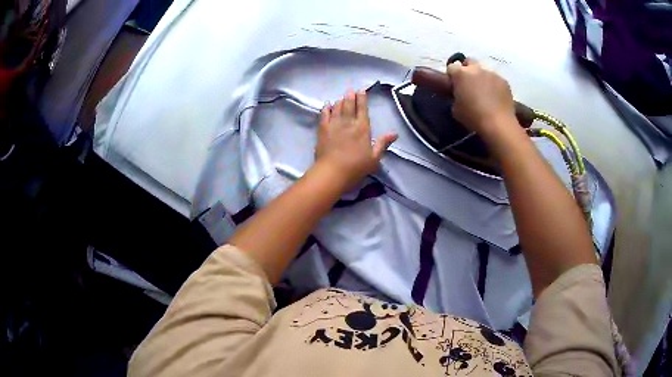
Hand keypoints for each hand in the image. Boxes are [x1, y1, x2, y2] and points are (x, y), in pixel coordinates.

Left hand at [315, 90, 397, 189]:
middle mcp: (348, 123)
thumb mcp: (374, 158)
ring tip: (341, 97)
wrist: (332, 172)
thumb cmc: (356, 167)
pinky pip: (324, 115)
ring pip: (337, 108)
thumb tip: (394, 133)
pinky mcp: (322, 130)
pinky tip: (327, 105)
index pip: (362, 109)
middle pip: (349, 105)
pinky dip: (326, 109)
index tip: (361, 90)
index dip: (362, 99)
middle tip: (350, 89)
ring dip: (340, 101)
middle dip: (350, 96)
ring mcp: (333, 125)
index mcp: (362, 128)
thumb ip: (383, 143)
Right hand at [446, 59, 516, 139]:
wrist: (498, 124)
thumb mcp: (456, 109)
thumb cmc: (473, 117)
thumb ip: (456, 96)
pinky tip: (496, 98)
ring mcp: (491, 73)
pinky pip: (496, 80)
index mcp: (460, 74)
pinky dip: (494, 86)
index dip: (452, 75)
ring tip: (485, 93)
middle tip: (469, 84)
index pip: (451, 67)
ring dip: (482, 78)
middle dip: (467, 69)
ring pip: (484, 71)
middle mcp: (476, 69)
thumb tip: (460, 94)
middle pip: (469, 62)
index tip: (454, 85)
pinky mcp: (504, 81)